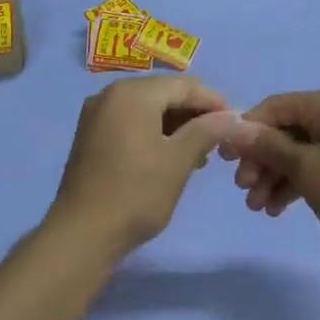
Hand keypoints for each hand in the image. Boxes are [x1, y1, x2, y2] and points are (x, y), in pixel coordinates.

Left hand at [49, 76, 237, 256]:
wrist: (82, 233)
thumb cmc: (136, 194)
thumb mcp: (178, 161)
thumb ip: (207, 131)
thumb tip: (233, 115)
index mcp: (133, 94)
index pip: (184, 86)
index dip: (214, 102)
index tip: (236, 124)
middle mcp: (110, 95)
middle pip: (164, 94)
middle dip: (194, 114)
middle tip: (218, 142)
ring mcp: (96, 115)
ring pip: (147, 109)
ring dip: (175, 126)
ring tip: (198, 155)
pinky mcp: (90, 136)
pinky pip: (129, 122)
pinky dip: (153, 133)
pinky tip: (169, 156)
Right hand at [220, 90, 319, 255]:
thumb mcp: (306, 168)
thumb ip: (267, 146)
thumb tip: (232, 128)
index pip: (274, 107)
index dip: (246, 130)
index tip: (224, 160)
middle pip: (285, 131)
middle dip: (260, 160)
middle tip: (243, 190)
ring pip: (298, 152)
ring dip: (274, 177)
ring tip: (258, 208)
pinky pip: (315, 166)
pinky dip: (295, 184)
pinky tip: (278, 209)